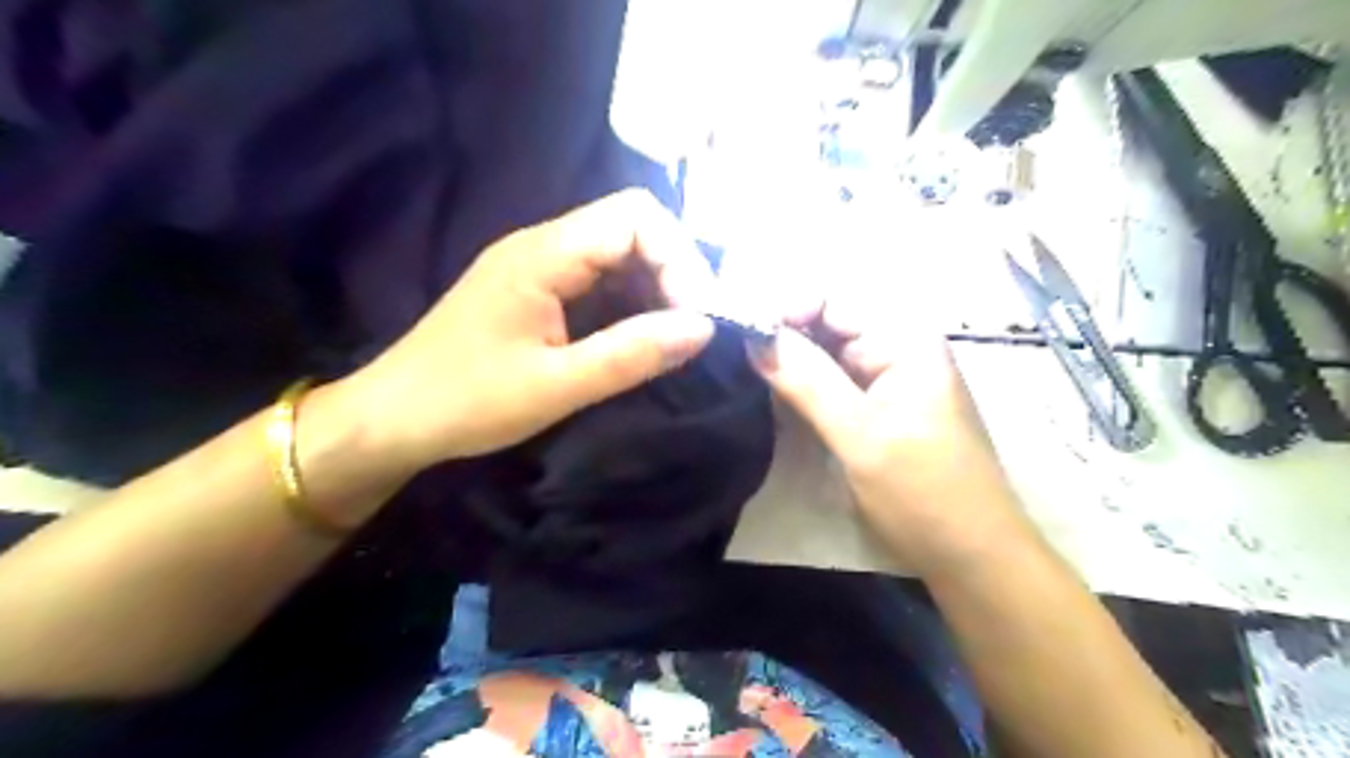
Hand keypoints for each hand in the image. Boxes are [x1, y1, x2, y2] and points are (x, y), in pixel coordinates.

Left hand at [343, 188, 714, 474]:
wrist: (392, 419)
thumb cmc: (467, 402)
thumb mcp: (557, 386)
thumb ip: (632, 354)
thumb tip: (704, 328)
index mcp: (543, 253)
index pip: (635, 216)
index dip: (678, 258)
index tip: (695, 315)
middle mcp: (542, 245)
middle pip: (631, 228)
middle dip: (673, 273)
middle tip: (690, 330)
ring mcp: (538, 267)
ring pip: (618, 256)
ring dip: (653, 291)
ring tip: (670, 339)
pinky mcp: (536, 292)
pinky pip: (598, 281)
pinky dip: (629, 305)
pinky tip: (637, 340)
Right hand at [750, 298, 1034, 576]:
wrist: (970, 555)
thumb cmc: (923, 493)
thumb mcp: (860, 435)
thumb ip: (807, 381)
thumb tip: (755, 335)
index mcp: (905, 339)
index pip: (834, 299)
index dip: (787, 308)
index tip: (744, 335)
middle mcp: (898, 347)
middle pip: (830, 322)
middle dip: (785, 334)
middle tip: (738, 355)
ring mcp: (890, 377)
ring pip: (828, 352)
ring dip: (792, 360)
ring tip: (749, 370)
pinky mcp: (881, 405)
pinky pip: (836, 380)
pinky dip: (806, 384)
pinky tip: (778, 391)